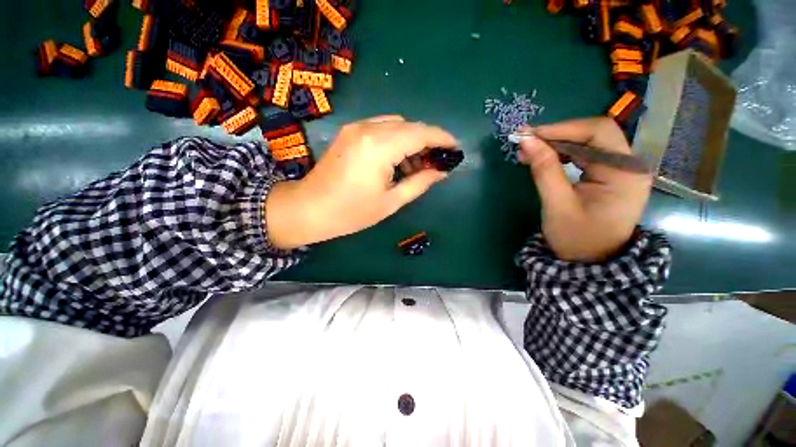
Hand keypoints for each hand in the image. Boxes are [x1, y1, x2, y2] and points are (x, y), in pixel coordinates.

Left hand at [265, 116, 458, 248]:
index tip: (456, 149)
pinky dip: (396, 140)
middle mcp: (368, 129)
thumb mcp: (391, 201)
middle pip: (410, 126)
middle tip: (438, 162)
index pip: (420, 133)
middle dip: (428, 141)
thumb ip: (420, 183)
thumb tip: (442, 172)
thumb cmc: (351, 212)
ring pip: (396, 125)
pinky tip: (398, 160)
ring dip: (412, 141)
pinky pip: (381, 128)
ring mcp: (356, 128)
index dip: (442, 138)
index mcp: (379, 147)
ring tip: (418, 165)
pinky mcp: (350, 132)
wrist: (309, 209)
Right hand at [517, 118, 652, 261]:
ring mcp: (620, 170)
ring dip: (556, 144)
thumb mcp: (557, 204)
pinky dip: (562, 154)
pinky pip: (585, 155)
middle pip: (593, 134)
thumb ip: (544, 170)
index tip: (528, 135)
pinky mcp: (610, 176)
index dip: (561, 129)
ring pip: (587, 143)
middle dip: (556, 135)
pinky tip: (544, 158)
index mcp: (624, 172)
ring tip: (529, 151)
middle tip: (524, 142)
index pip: (597, 132)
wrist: (590, 263)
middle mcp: (628, 165)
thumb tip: (526, 140)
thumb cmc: (576, 238)